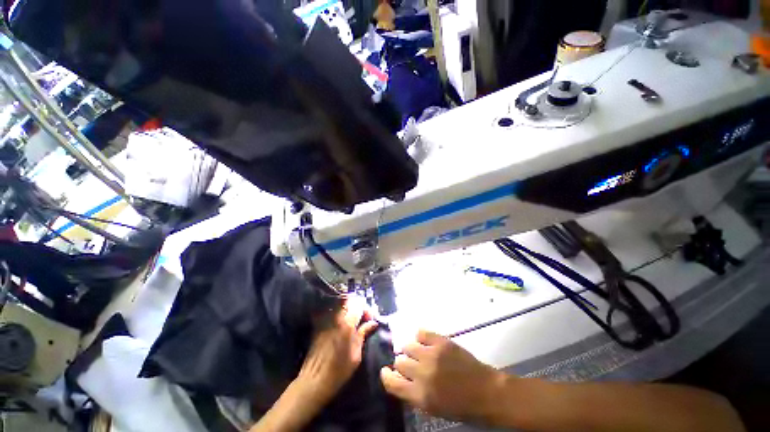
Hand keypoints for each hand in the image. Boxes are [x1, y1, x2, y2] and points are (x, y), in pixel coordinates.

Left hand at [294, 299, 378, 408]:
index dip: (367, 310)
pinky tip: (342, 320)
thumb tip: (373, 323)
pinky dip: (339, 310)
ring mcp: (325, 319)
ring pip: (339, 302)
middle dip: (358, 305)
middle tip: (362, 317)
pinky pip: (330, 309)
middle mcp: (335, 317)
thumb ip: (363, 334)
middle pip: (349, 299)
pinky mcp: (318, 323)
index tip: (370, 320)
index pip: (359, 305)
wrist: (313, 381)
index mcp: (346, 324)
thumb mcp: (356, 355)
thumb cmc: (338, 371)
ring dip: (349, 306)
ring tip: (353, 318)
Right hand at [380, 330, 506, 423]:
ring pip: (408, 345)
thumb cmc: (461, 406)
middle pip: (399, 361)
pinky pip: (421, 332)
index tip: (386, 371)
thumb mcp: (433, 408)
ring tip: (418, 352)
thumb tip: (401, 378)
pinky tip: (425, 341)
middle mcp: (422, 374)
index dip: (386, 375)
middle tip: (411, 364)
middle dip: (402, 363)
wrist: (486, 392)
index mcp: (420, 396)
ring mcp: (431, 355)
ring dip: (410, 350)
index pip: (392, 382)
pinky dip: (420, 336)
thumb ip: (414, 393)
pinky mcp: (441, 342)